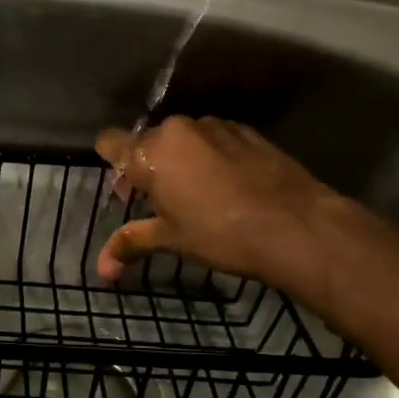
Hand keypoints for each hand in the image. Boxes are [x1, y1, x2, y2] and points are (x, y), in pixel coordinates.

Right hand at [94, 116, 341, 294]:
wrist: (296, 225)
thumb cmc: (221, 234)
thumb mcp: (172, 240)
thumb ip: (131, 243)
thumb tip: (102, 271)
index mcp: (151, 152)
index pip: (110, 141)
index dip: (112, 163)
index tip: (126, 190)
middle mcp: (177, 129)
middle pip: (147, 142)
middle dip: (147, 168)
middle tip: (159, 202)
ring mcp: (214, 126)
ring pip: (182, 139)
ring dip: (179, 160)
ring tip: (197, 194)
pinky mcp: (245, 130)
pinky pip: (213, 139)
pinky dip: (210, 155)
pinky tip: (228, 185)